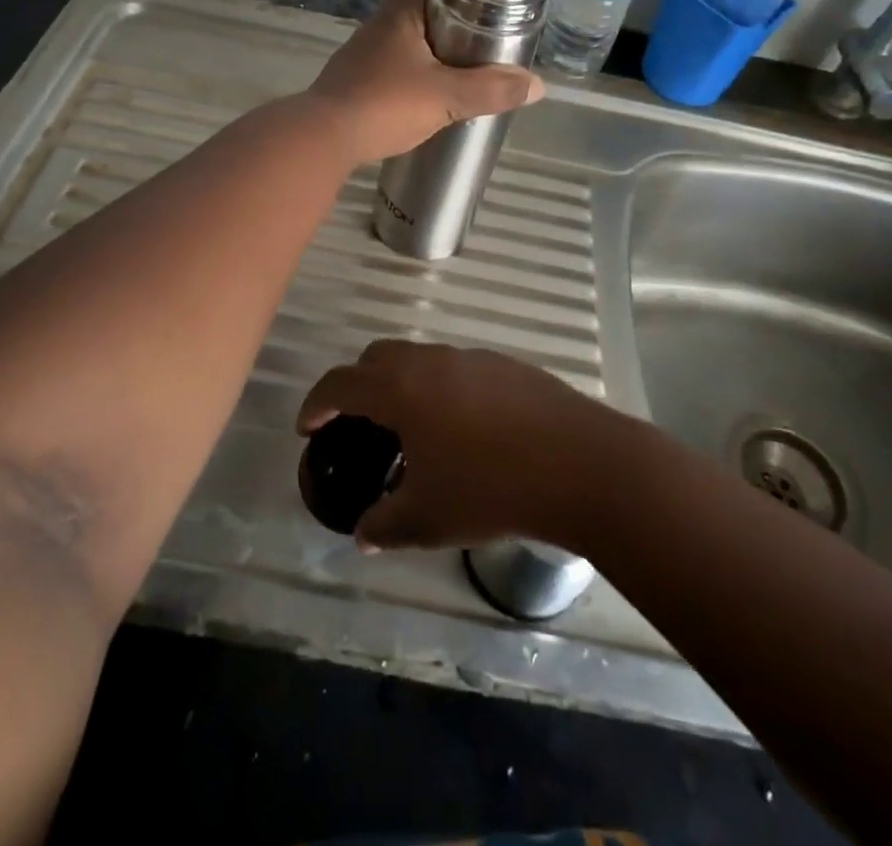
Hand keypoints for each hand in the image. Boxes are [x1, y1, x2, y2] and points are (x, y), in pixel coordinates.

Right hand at [296, 339, 623, 550]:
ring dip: (402, 385)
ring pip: (419, 359)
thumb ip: (384, 525)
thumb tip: (363, 534)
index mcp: (401, 388)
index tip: (308, 427)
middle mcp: (431, 360)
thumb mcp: (428, 520)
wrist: (582, 464)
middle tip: (357, 424)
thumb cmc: (492, 489)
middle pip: (376, 358)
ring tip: (411, 430)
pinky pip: (457, 369)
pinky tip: (463, 429)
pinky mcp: (507, 365)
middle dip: (357, 386)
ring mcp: (472, 357)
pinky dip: (441, 389)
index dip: (317, 404)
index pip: (340, 384)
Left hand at [308, 0, 542, 165]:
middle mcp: (378, 28)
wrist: (322, 139)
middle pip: (420, 12)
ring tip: (461, 73)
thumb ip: (491, 90)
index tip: (483, 4)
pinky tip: (427, 99)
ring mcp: (362, 56)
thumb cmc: (384, 104)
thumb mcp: (446, 97)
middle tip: (481, 44)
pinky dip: (412, 77)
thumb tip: (536, 85)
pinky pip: (391, 69)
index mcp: (400, 16)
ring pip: (405, 43)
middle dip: (451, 24)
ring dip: (431, 54)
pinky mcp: (354, 83)